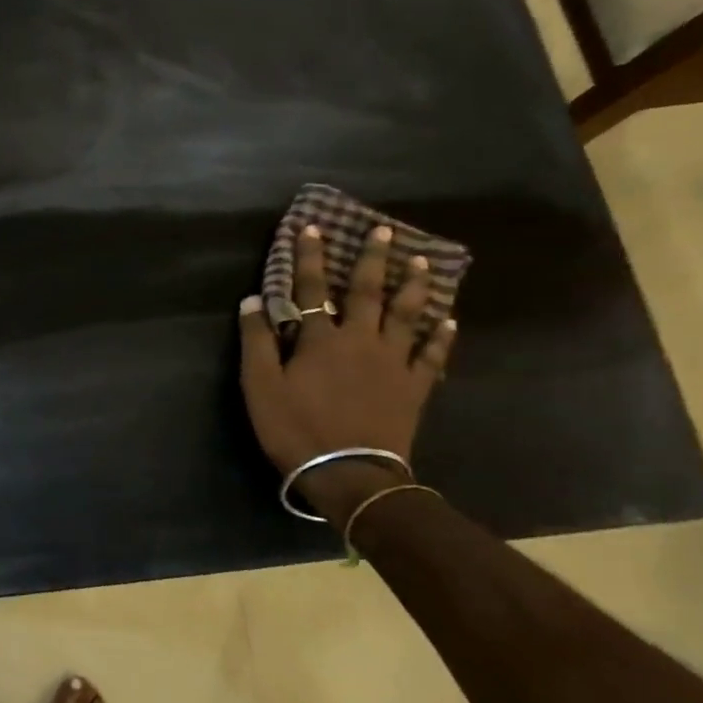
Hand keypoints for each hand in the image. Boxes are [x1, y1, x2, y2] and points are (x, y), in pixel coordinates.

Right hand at [239, 222, 456, 518]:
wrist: (350, 474)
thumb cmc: (296, 429)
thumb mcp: (260, 387)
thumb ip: (256, 342)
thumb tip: (252, 301)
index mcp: (320, 340)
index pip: (310, 289)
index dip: (309, 258)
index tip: (311, 228)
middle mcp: (360, 340)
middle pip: (367, 292)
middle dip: (371, 260)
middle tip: (383, 231)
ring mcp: (392, 362)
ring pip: (407, 315)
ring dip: (414, 286)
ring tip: (423, 262)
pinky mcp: (414, 387)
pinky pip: (432, 355)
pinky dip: (441, 336)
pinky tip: (450, 320)